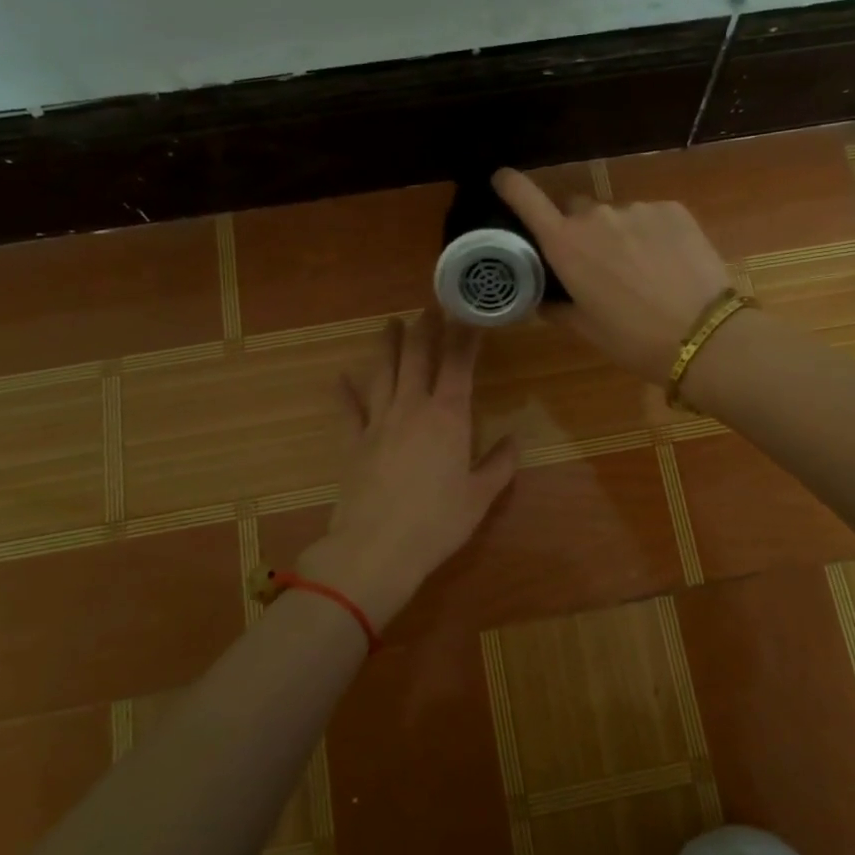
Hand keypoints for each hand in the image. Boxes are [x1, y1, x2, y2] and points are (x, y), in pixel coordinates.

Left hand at [299, 310, 517, 629]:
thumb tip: (514, 439)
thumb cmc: (437, 523)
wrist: (376, 549)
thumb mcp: (480, 496)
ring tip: (390, 323)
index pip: (459, 364)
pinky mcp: (352, 442)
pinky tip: (339, 377)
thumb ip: (500, 464)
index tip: (469, 313)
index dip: (465, 335)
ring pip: (382, 372)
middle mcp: (412, 408)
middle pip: (417, 357)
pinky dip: (344, 392)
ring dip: (387, 345)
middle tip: (429, 306)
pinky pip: (348, 410)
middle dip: (425, 328)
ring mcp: (378, 422)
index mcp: (448, 417)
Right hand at [493, 167, 732, 382]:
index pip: (527, 200)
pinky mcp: (673, 209)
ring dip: (620, 236)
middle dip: (580, 232)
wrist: (704, 335)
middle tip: (599, 267)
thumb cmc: (634, 340)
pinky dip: (652, 234)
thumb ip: (558, 307)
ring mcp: (637, 209)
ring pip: (617, 217)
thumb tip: (544, 299)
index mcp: (566, 246)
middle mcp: (596, 217)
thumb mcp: (586, 329)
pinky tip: (668, 264)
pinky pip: (650, 217)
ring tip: (643, 272)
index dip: (510, 185)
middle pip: (576, 212)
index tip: (502, 179)